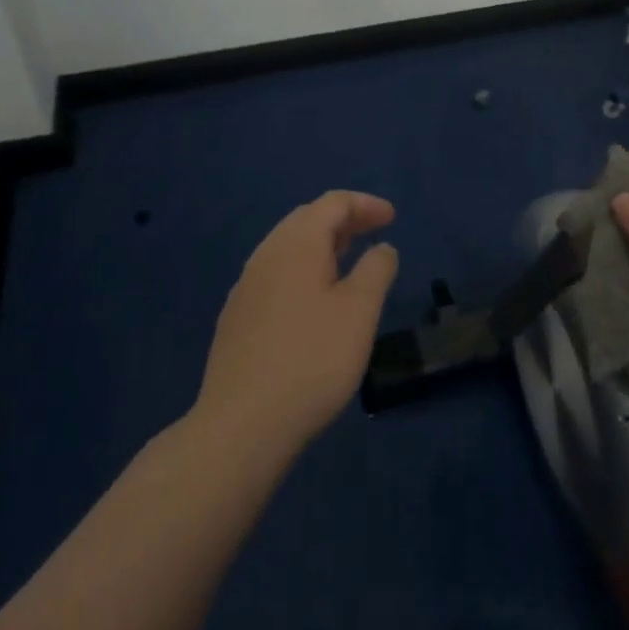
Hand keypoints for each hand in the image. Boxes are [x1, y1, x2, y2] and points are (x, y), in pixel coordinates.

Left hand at [195, 191, 398, 454]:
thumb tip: (382, 248)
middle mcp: (266, 255)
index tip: (392, 218)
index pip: (333, 203)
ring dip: (321, 245)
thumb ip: (376, 270)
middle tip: (373, 233)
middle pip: (307, 219)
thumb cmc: (311, 360)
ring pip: (288, 248)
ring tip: (348, 261)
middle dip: (343, 220)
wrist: (241, 426)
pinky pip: (275, 274)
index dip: (366, 204)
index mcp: (296, 244)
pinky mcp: (236, 318)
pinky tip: (313, 301)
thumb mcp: (360, 312)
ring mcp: (246, 287)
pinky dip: (303, 270)